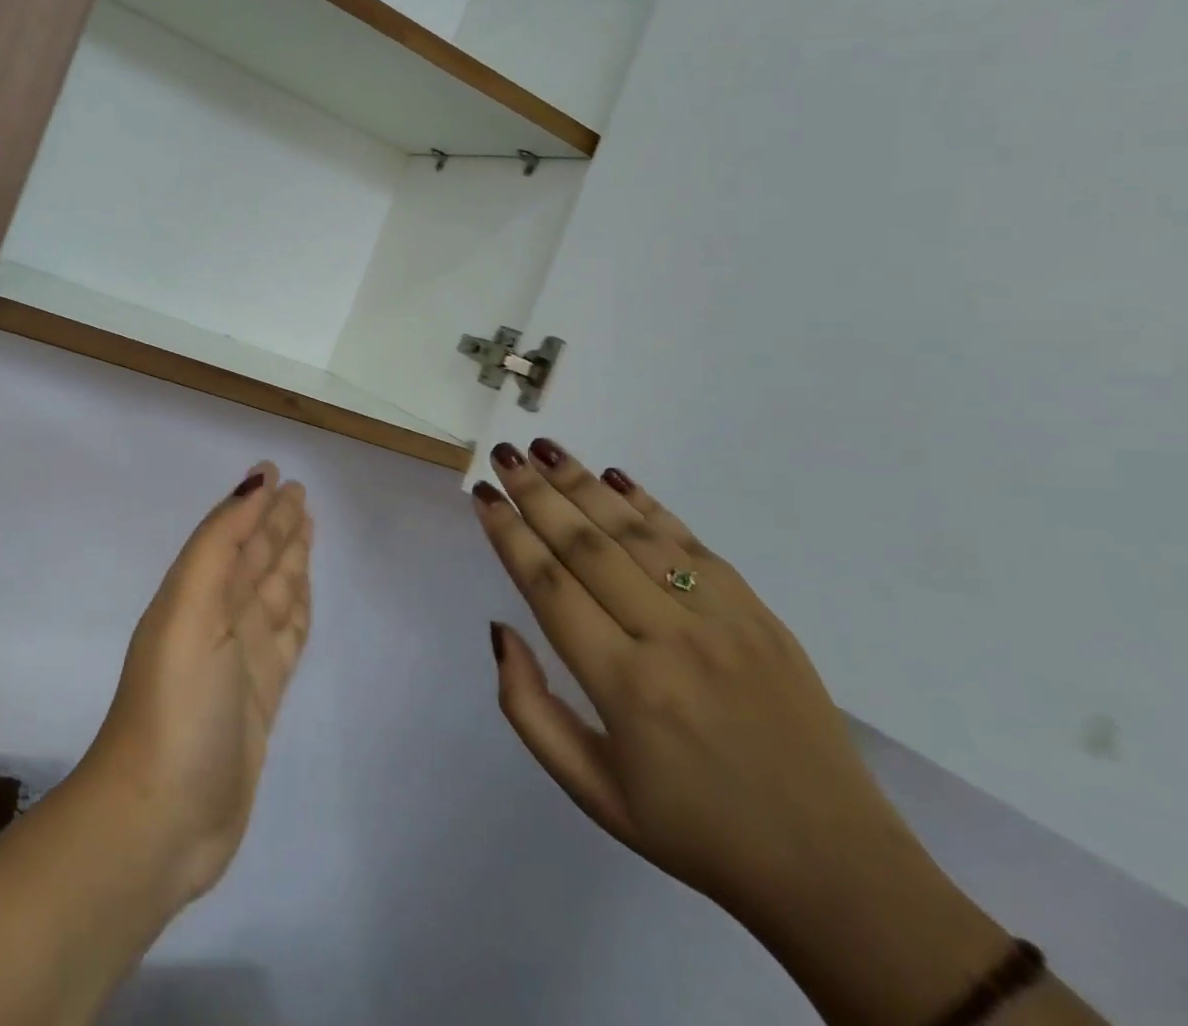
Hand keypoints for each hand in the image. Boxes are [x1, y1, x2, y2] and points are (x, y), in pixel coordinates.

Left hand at [80, 464, 313, 904]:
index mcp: (195, 595)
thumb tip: (251, 486)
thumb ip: (220, 545)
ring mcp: (240, 661)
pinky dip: (295, 610)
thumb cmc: (178, 703)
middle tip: (300, 492)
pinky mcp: (260, 698)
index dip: (252, 503)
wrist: (161, 818)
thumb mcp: (192, 609)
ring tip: (306, 528)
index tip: (274, 471)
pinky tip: (302, 594)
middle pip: (254, 560)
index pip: (231, 535)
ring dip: (288, 560)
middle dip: (275, 525)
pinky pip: (285, 637)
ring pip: (272, 594)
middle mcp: (217, 620)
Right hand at [472, 438, 921, 929]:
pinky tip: (615, 477)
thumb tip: (500, 629)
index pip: (549, 587)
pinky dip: (649, 505)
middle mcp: (670, 640)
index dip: (509, 535)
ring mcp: (722, 621)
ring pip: (636, 534)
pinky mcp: (759, 615)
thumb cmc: (696, 831)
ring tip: (544, 450)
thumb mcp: (592, 791)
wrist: (837, 871)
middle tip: (502, 454)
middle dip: (536, 494)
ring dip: (583, 485)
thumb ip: (529, 708)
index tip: (482, 496)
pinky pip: (693, 544)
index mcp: (624, 688)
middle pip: (587, 546)